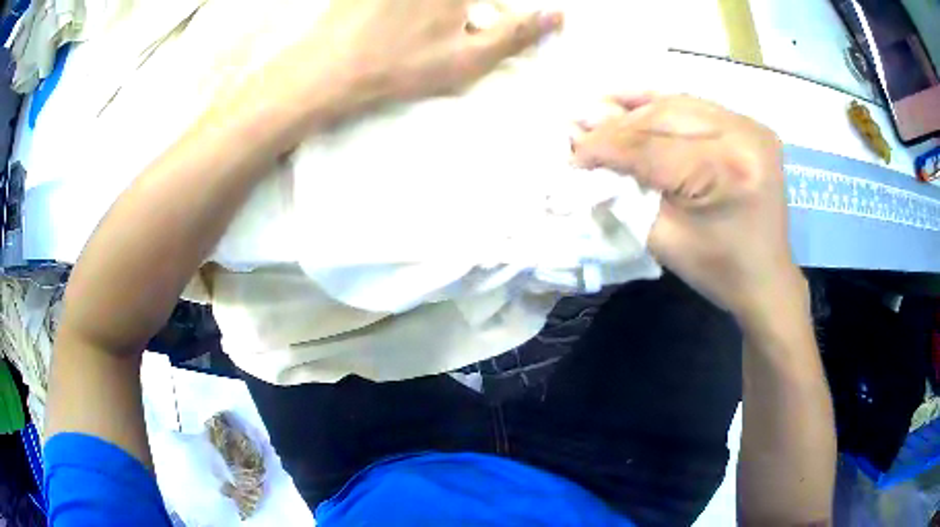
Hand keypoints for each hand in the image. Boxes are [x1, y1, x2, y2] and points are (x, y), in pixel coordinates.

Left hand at [307, 0, 562, 103]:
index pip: (494, 5)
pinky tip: (405, 21)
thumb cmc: (402, 65)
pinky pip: (411, 2)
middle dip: (479, 14)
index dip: (494, 16)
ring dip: (455, 14)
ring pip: (444, 4)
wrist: (329, 67)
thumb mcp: (468, 58)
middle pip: (466, 1)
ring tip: (439, 36)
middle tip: (472, 28)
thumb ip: (517, 33)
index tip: (477, 31)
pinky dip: (424, 11)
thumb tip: (558, 14)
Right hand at [572, 94, 800, 321]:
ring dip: (636, 110)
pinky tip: (633, 102)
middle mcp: (743, 136)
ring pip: (678, 103)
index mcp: (726, 171)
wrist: (765, 277)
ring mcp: (751, 126)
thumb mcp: (663, 238)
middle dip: (617, 124)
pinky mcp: (751, 126)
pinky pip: (697, 106)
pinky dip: (663, 104)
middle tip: (579, 127)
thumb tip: (585, 150)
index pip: (652, 148)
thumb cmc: (717, 269)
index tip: (573, 152)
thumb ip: (625, 191)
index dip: (606, 147)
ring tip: (600, 111)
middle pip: (664, 117)